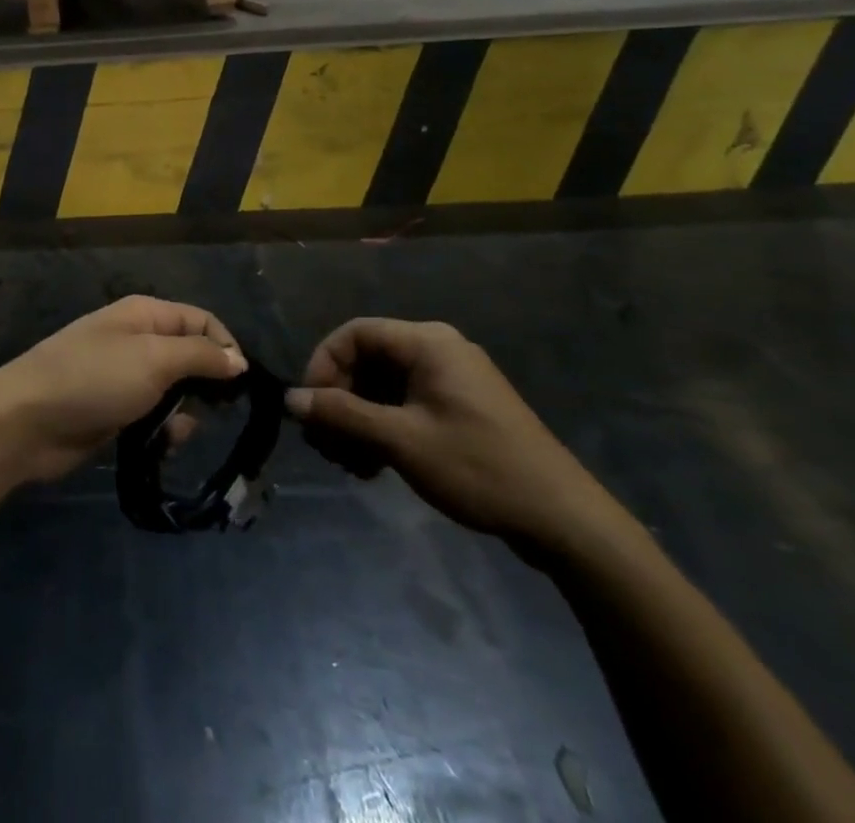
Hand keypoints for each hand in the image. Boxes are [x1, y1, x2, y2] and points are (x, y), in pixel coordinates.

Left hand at [0, 295, 247, 483]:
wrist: (27, 420)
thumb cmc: (94, 378)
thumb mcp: (154, 359)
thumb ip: (200, 356)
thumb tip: (239, 359)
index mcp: (146, 315)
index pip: (202, 321)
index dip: (225, 347)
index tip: (241, 385)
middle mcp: (138, 341)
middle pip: (191, 358)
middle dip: (206, 386)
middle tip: (216, 412)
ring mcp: (125, 378)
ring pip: (176, 393)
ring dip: (184, 415)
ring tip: (176, 432)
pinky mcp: (115, 413)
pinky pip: (154, 419)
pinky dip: (163, 432)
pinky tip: (160, 446)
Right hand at [287, 319, 627, 559]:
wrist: (564, 520)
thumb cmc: (478, 467)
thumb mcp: (401, 441)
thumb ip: (343, 415)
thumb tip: (291, 399)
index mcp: (427, 343)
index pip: (354, 334)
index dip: (324, 366)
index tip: (312, 409)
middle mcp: (437, 350)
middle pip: (367, 361)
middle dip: (339, 401)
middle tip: (325, 446)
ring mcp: (450, 380)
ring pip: (382, 386)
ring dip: (357, 421)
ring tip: (348, 464)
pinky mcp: (458, 409)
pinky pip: (404, 405)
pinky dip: (382, 429)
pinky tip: (372, 467)